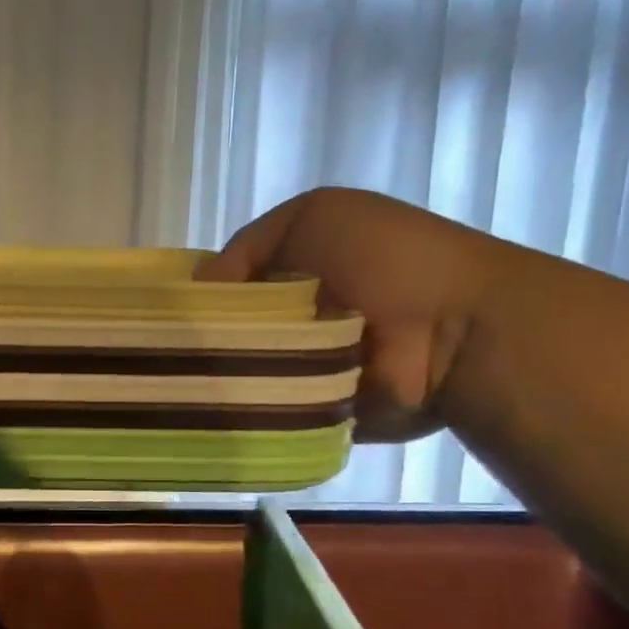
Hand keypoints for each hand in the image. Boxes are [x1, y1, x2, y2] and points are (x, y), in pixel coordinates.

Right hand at [197, 189, 506, 441]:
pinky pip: (268, 411)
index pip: (230, 285)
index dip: (201, 296)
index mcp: (299, 270)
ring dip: (227, 376)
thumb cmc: (386, 259)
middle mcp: (301, 317)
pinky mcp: (316, 409)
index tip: (171, 313)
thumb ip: (247, 247)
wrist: (457, 330)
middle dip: (208, 339)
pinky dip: (248, 409)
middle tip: (176, 353)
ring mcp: (308, 366)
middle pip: (232, 330)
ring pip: (244, 373)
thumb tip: (200, 291)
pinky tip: (219, 408)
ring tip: (193, 383)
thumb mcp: (313, 216)